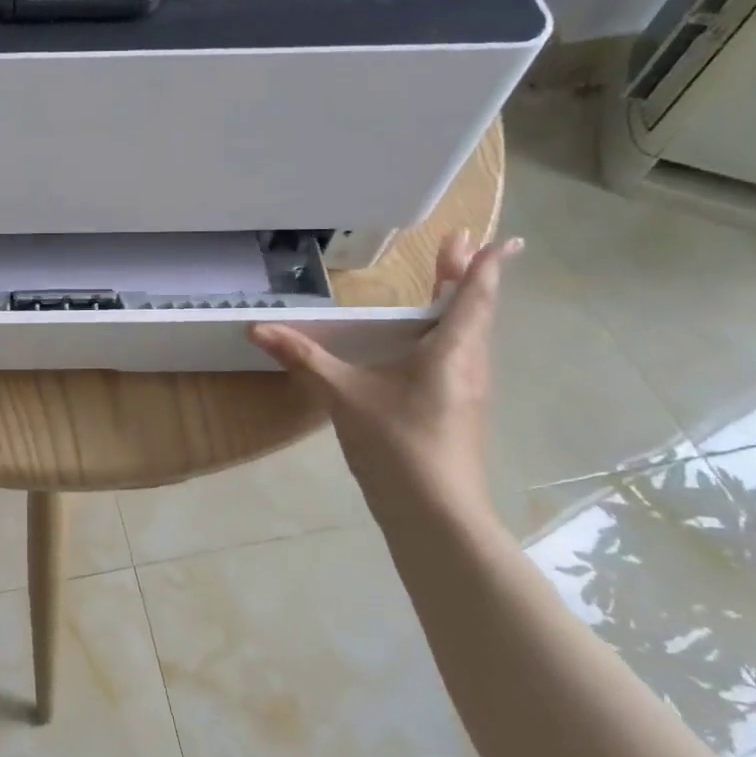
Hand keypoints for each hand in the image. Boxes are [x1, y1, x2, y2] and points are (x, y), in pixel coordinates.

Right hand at [250, 230, 521, 535]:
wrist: (436, 517)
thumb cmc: (399, 445)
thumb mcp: (344, 396)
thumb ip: (304, 359)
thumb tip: (257, 328)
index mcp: (450, 352)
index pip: (471, 298)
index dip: (481, 266)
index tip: (499, 239)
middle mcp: (467, 366)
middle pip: (472, 312)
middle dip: (465, 276)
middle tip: (459, 244)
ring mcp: (466, 393)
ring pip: (468, 337)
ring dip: (459, 306)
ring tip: (444, 285)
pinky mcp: (458, 414)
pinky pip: (458, 360)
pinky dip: (449, 336)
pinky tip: (427, 348)